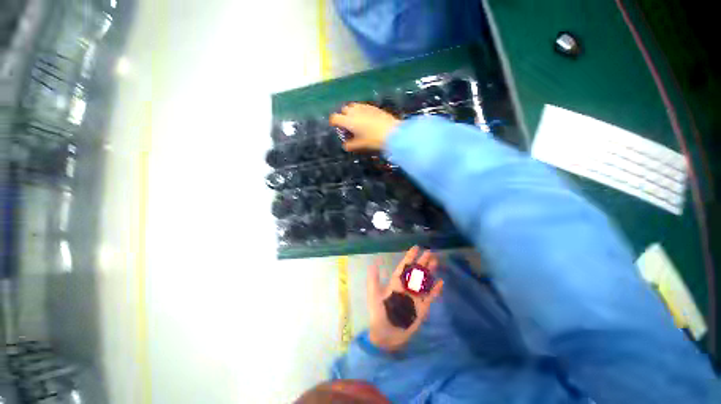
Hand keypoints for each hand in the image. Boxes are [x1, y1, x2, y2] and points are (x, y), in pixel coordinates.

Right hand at [329, 103, 400, 151]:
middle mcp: (354, 111)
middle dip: (343, 116)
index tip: (335, 126)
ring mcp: (364, 107)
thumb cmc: (373, 140)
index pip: (335, 118)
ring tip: (356, 121)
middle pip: (343, 110)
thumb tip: (345, 146)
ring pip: (353, 106)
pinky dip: (360, 111)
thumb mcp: (360, 145)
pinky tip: (366, 118)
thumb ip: (350, 145)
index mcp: (348, 120)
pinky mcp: (372, 106)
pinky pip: (362, 106)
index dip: (333, 122)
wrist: (391, 132)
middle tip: (347, 125)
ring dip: (351, 112)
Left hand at [367, 246, 443, 351]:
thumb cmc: (378, 314)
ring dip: (430, 272)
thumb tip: (373, 263)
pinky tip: (441, 282)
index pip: (404, 266)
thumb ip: (374, 279)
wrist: (386, 335)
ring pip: (424, 281)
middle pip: (416, 271)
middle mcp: (407, 287)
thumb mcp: (374, 294)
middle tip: (430, 252)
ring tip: (436, 261)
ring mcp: (415, 297)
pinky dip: (435, 289)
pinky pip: (430, 296)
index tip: (416, 247)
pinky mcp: (422, 308)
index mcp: (395, 283)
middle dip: (422, 261)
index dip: (410, 257)